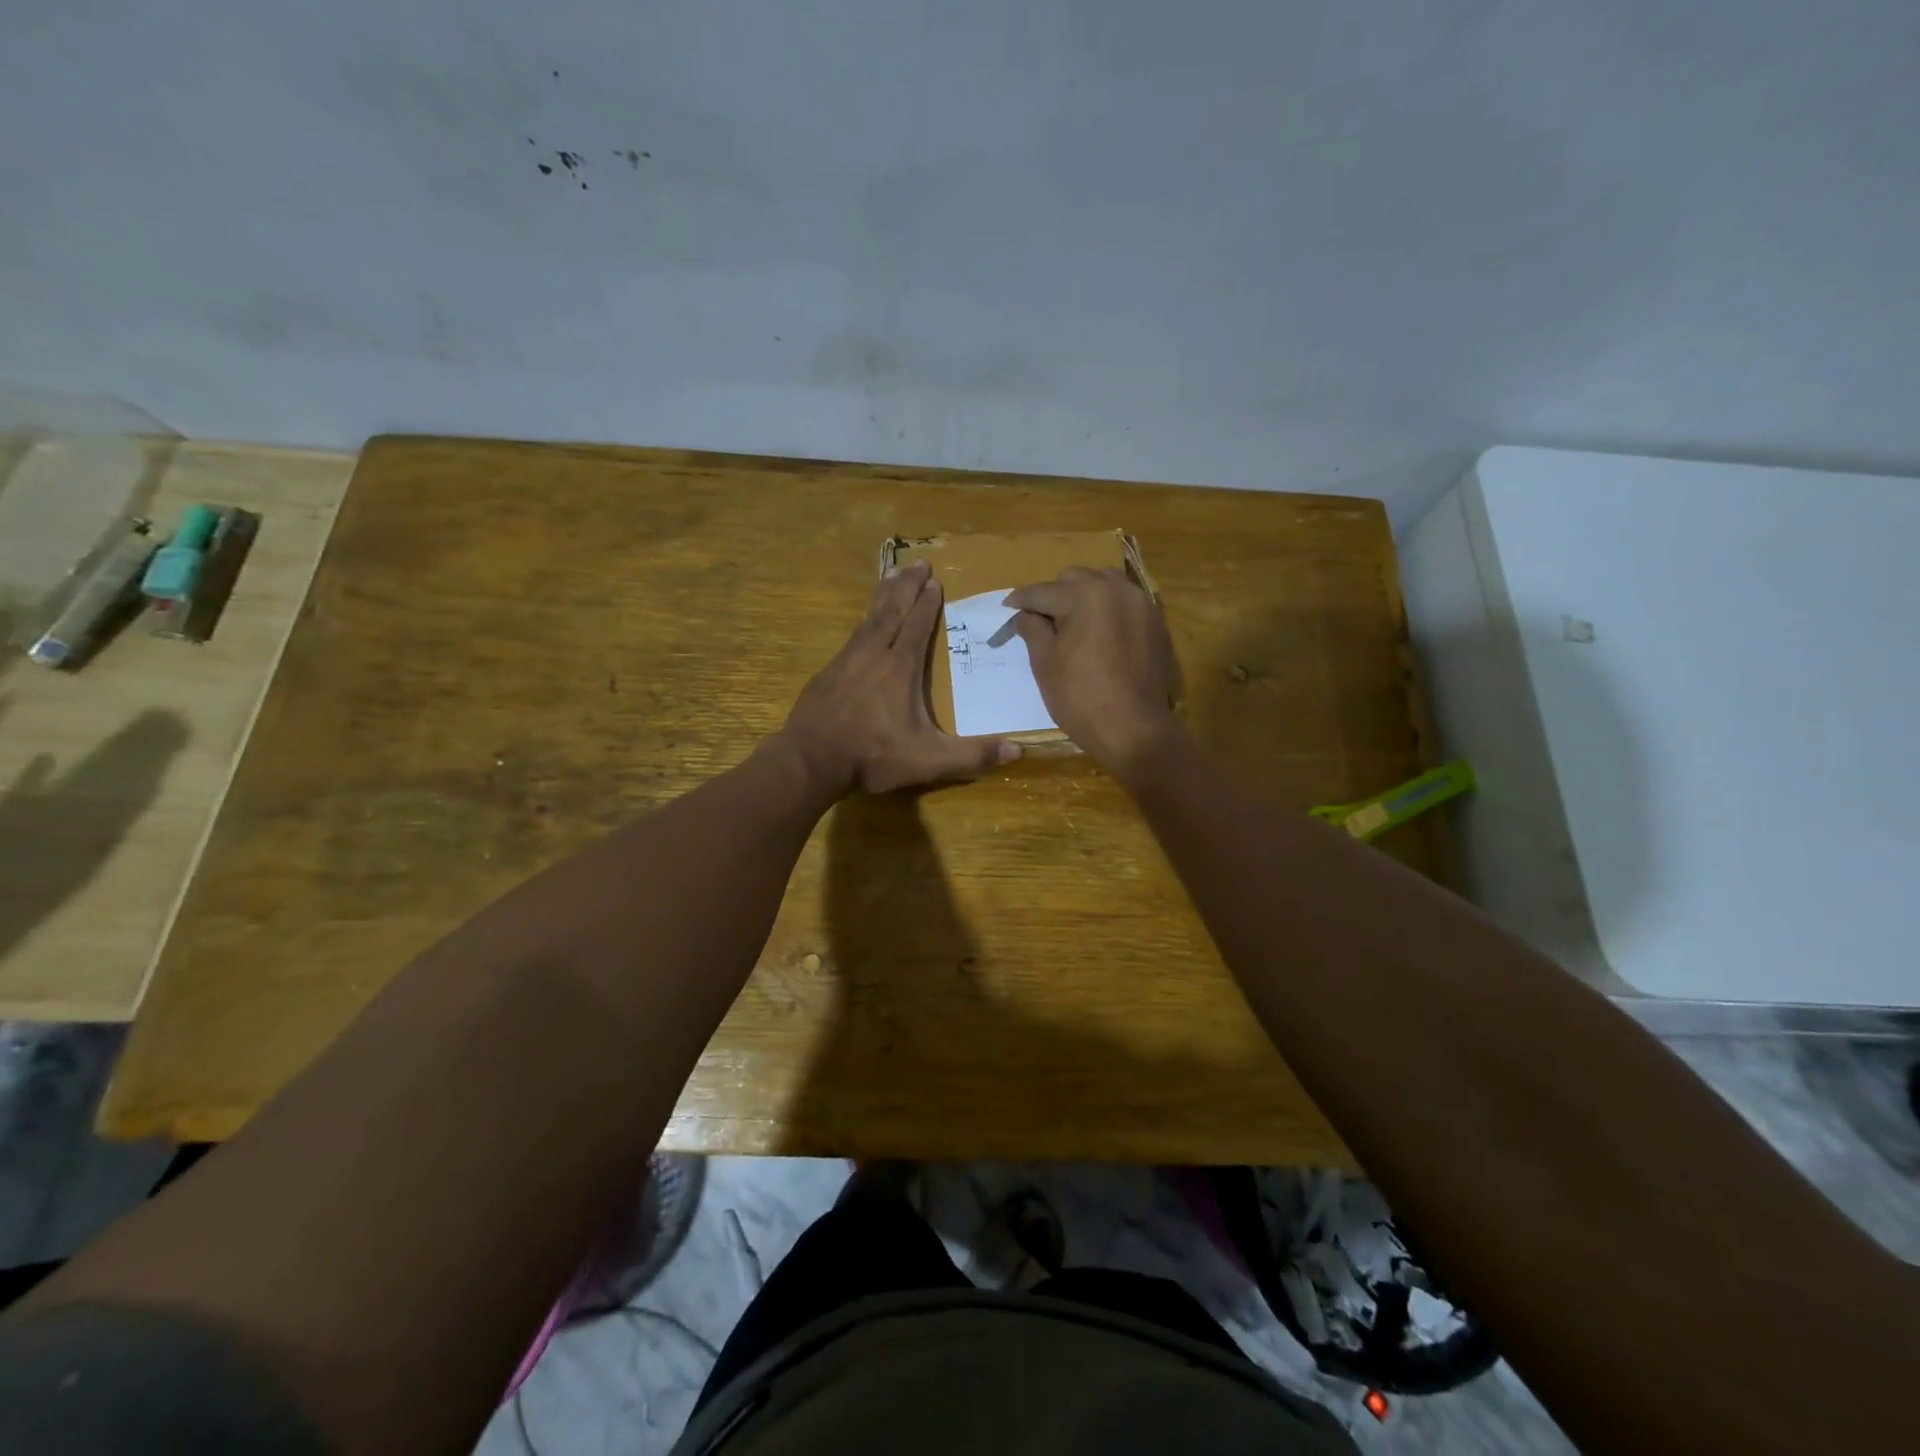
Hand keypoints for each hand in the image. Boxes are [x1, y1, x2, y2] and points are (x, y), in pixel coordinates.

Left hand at [780, 559, 1019, 796]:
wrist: (811, 759)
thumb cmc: (873, 756)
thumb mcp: (929, 760)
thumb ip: (972, 756)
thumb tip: (1018, 749)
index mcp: (900, 668)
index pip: (917, 625)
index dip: (928, 603)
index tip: (935, 581)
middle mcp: (874, 654)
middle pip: (893, 610)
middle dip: (907, 585)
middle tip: (919, 563)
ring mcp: (846, 660)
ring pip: (869, 617)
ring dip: (884, 595)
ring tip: (892, 576)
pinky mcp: (828, 672)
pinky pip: (852, 635)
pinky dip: (863, 620)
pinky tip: (863, 623)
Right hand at [1006, 566, 1180, 777]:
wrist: (1134, 729)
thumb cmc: (1080, 697)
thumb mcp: (1045, 663)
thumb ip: (1033, 629)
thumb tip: (1025, 615)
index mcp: (1086, 594)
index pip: (1044, 591)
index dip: (1021, 601)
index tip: (1007, 608)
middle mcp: (1117, 589)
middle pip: (1075, 579)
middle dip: (1055, 595)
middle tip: (1041, 622)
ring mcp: (1142, 604)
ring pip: (1104, 586)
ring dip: (1084, 597)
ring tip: (1072, 624)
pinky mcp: (1156, 624)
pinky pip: (1125, 604)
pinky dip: (1108, 611)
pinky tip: (1099, 634)